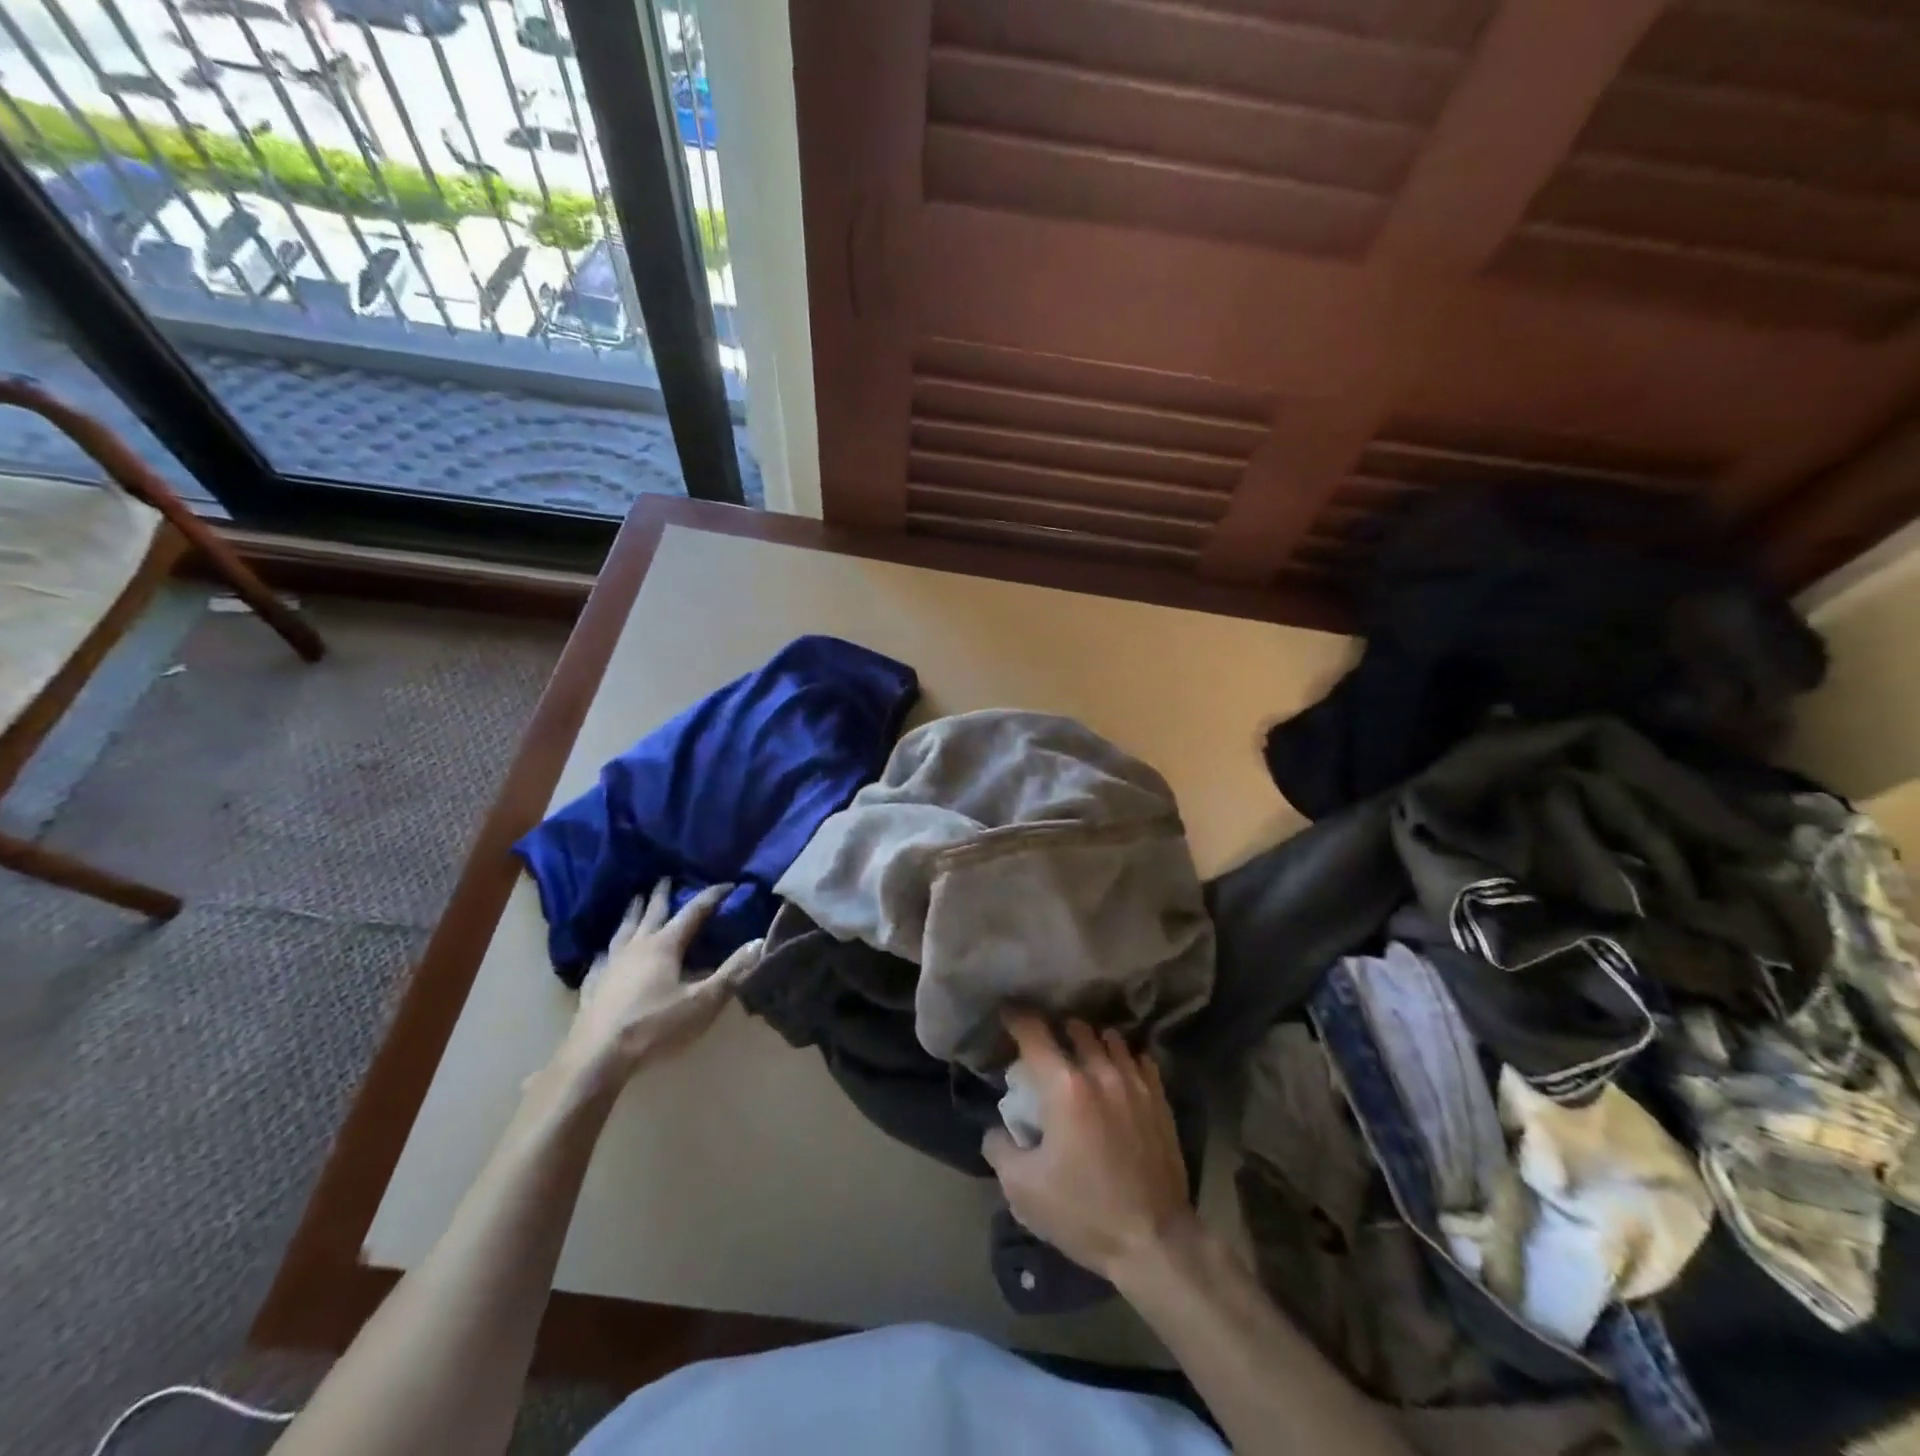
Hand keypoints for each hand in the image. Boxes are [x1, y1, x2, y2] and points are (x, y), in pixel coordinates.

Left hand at [548, 879, 761, 1093]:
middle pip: (652, 913)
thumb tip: (759, 941)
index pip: (693, 912)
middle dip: (662, 895)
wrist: (596, 1058)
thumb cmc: (655, 1027)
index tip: (728, 885)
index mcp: (665, 945)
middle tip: (665, 878)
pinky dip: (607, 949)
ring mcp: (610, 965)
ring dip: (633, 913)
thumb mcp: (703, 1002)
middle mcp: (637, 947)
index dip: (712, 896)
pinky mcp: (592, 986)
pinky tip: (604, 953)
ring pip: (624, 930)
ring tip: (635, 900)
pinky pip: (601, 959)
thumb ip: (732, 972)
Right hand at [981, 1013, 1194, 1280]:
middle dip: (1056, 1030)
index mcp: (1064, 1086)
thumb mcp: (1022, 1189)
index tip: (1007, 1014)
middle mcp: (1100, 1071)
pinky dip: (1123, 1057)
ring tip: (1082, 1056)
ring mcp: (1134, 1082)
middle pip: (1075, 1027)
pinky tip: (1117, 1073)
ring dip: (1091, 1041)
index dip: (1016, 1017)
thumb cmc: (1083, 1212)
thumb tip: (997, 1128)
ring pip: (1110, 1037)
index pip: (1034, 1032)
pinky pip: (1139, 1058)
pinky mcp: (1159, 1098)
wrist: (1154, 1241)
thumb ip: (1000, 1147)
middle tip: (1046, 1047)